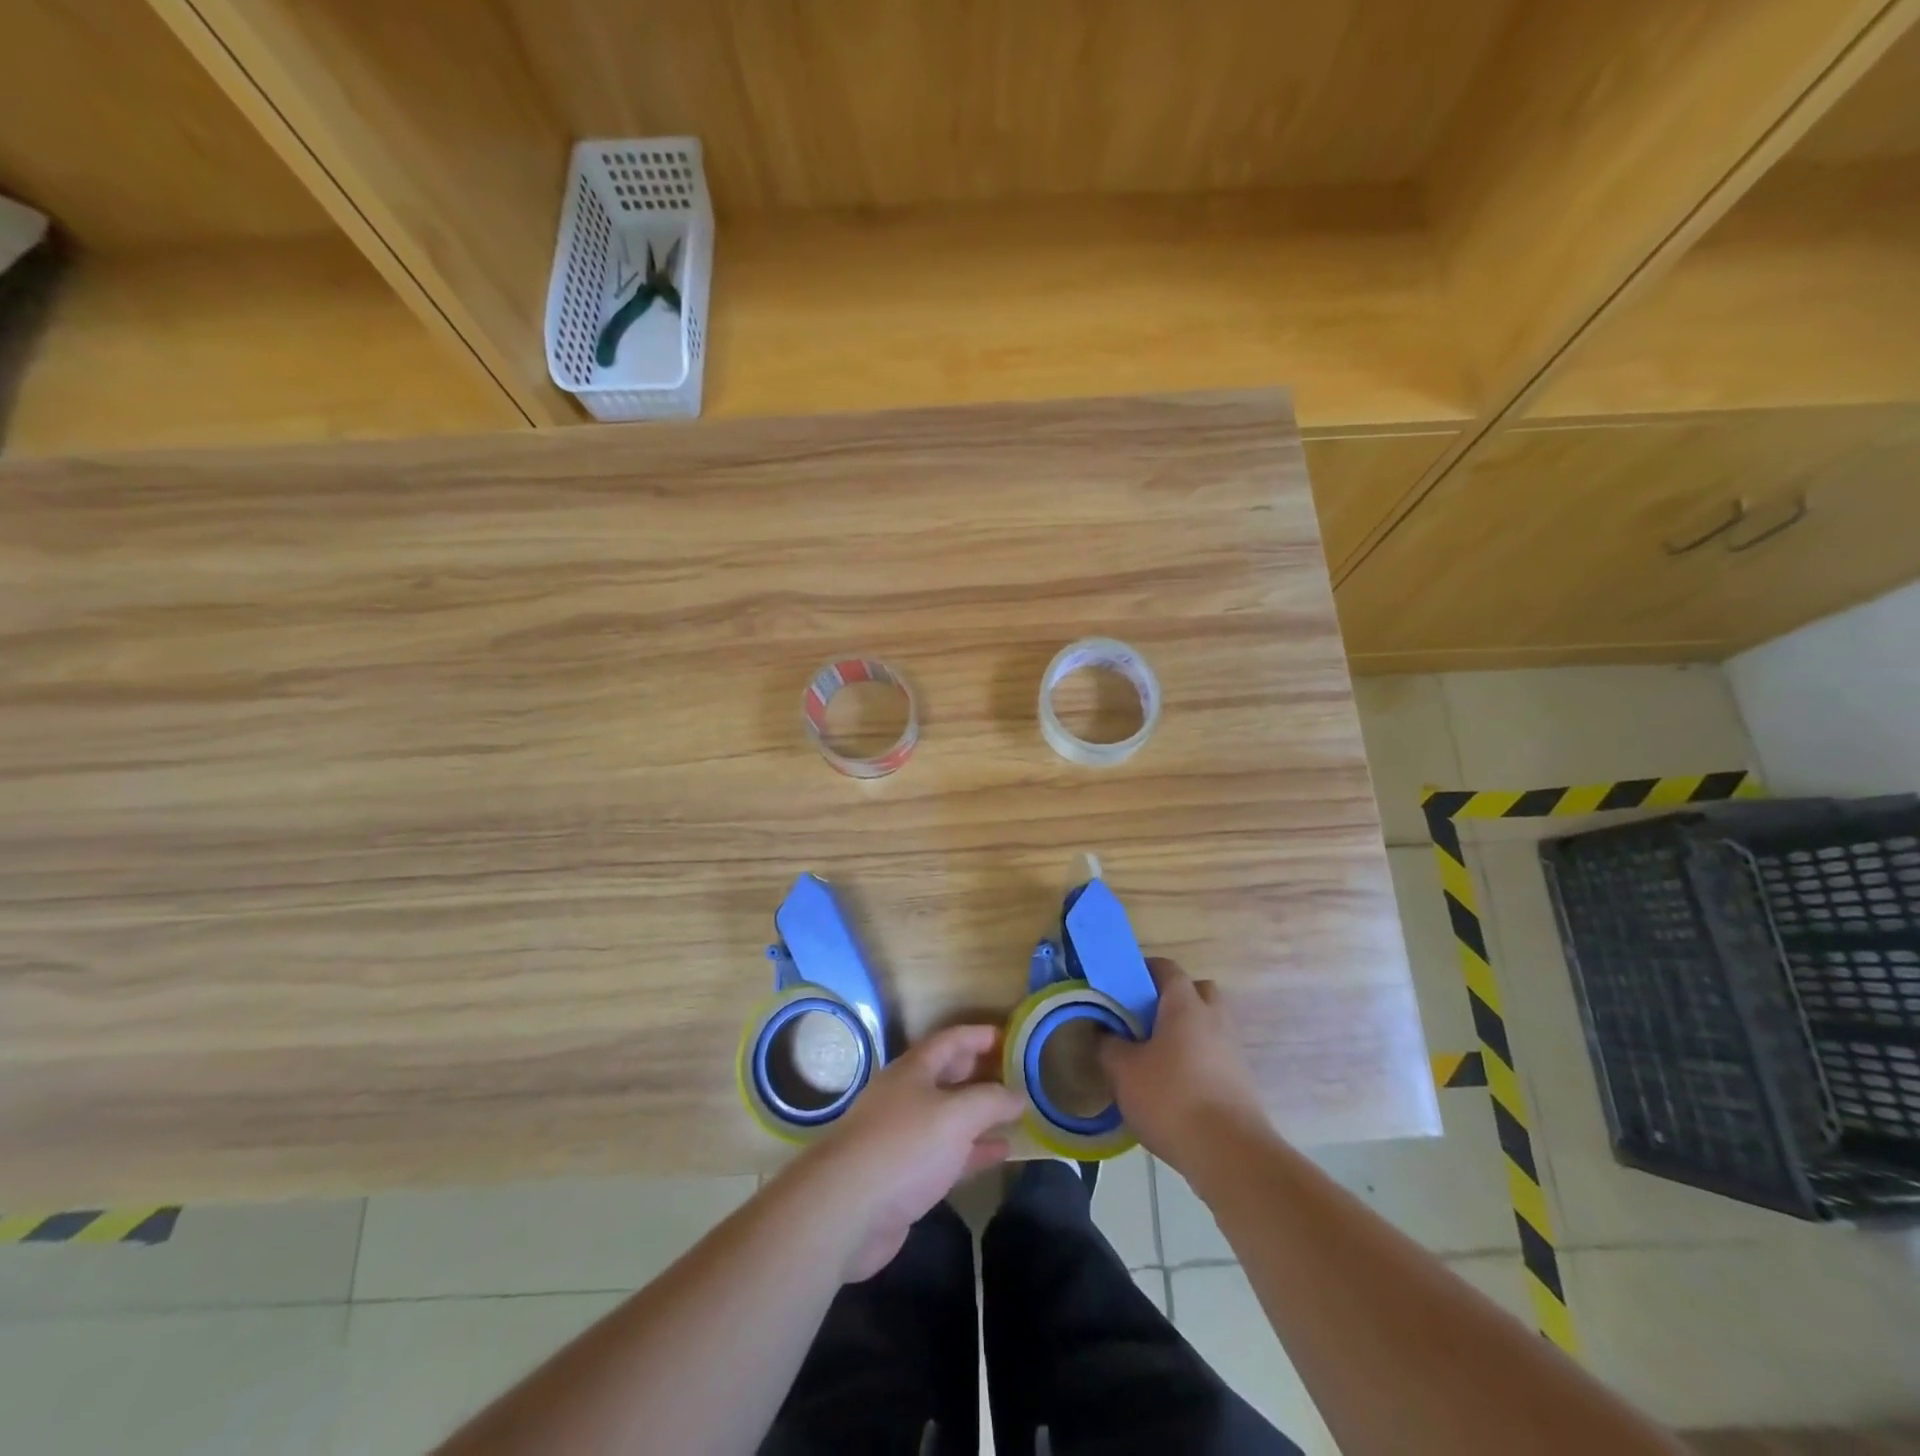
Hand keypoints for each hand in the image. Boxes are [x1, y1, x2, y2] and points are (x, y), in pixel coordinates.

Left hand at [791, 1024, 1024, 1282]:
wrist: (847, 1210)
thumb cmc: (904, 1146)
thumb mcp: (956, 1115)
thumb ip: (991, 1101)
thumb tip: (1019, 1095)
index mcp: (914, 1070)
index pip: (951, 1040)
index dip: (980, 1036)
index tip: (1011, 1037)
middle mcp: (907, 1096)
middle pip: (948, 1075)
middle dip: (981, 1072)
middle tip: (1017, 1073)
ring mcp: (904, 1136)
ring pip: (949, 1116)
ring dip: (980, 1114)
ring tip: (1017, 1113)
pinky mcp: (906, 1175)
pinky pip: (947, 1153)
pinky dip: (974, 1150)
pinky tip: (1001, 1153)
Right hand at [1099, 958, 1268, 1175]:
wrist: (1231, 1155)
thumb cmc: (1172, 1099)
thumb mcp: (1124, 1072)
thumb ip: (1109, 1046)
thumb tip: (1105, 1034)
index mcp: (1185, 1005)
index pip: (1166, 968)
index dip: (1143, 970)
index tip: (1121, 986)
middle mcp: (1214, 1018)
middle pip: (1196, 991)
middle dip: (1171, 999)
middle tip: (1143, 1019)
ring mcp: (1233, 1050)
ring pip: (1207, 1025)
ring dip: (1185, 1032)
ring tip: (1155, 1056)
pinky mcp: (1241, 1081)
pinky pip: (1214, 1055)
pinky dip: (1196, 1060)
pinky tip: (1173, 1086)